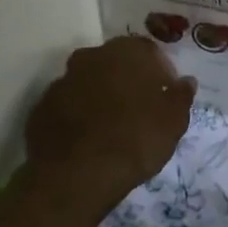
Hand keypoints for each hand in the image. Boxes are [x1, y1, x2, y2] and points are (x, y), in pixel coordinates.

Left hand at [26, 36, 195, 208]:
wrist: (77, 175)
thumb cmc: (136, 140)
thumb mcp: (174, 121)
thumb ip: (181, 96)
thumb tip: (185, 82)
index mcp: (127, 52)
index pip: (149, 51)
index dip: (160, 72)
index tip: (166, 94)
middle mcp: (92, 56)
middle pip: (115, 62)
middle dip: (127, 79)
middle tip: (140, 108)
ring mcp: (62, 80)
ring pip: (89, 82)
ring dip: (101, 95)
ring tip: (113, 125)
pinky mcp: (41, 106)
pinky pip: (68, 104)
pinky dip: (79, 114)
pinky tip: (89, 138)